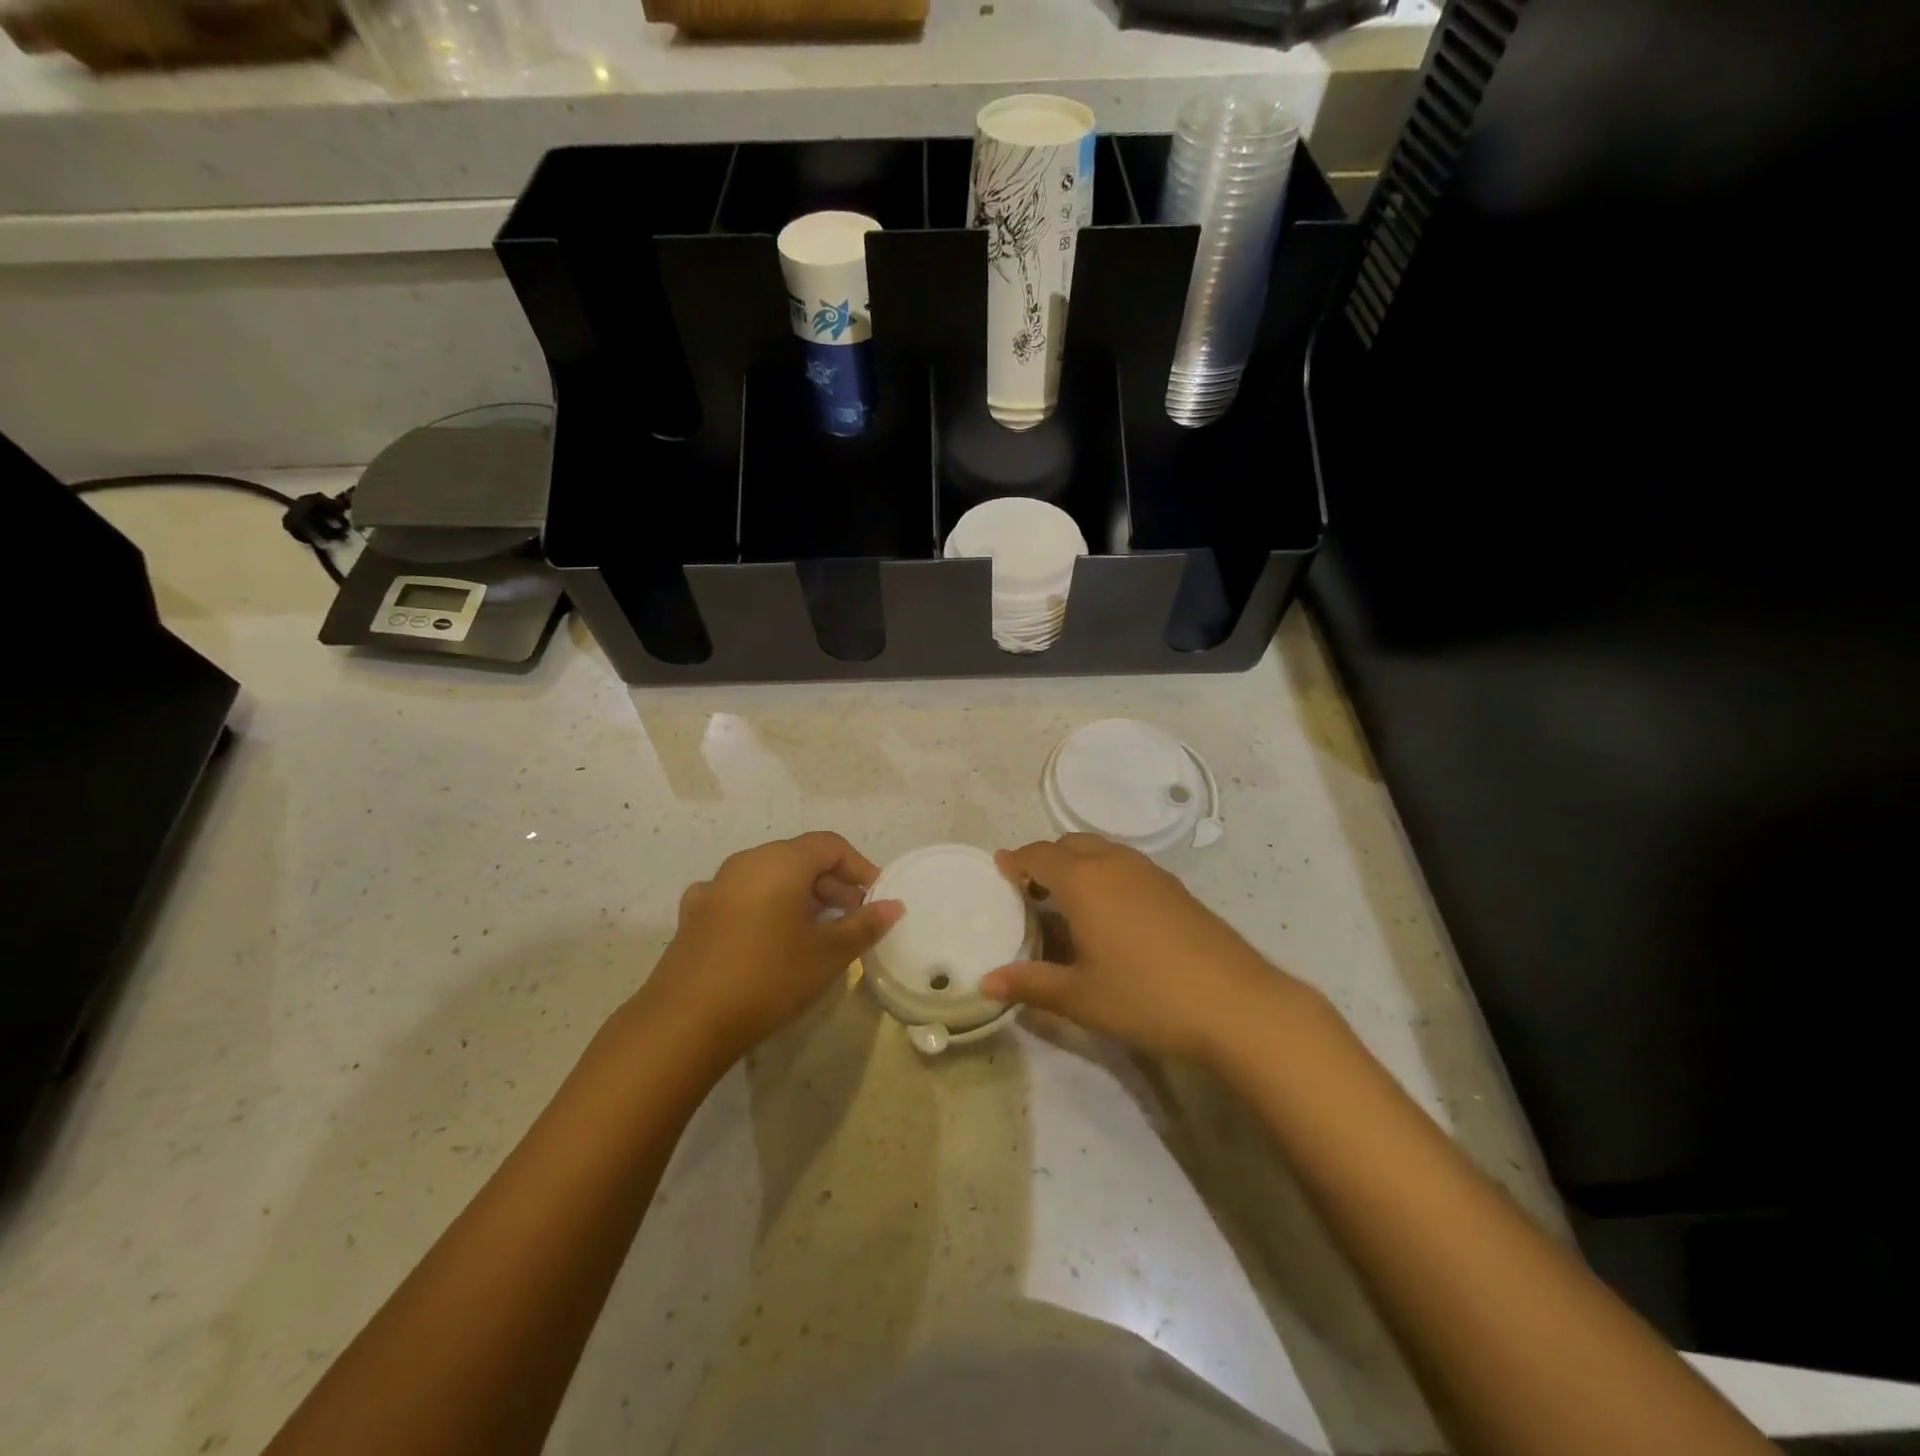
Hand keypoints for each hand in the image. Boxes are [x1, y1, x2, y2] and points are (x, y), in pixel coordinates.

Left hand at [635, 832, 902, 1066]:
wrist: (686, 1021)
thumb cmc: (770, 976)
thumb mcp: (829, 953)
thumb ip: (865, 924)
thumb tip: (894, 905)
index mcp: (780, 861)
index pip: (830, 845)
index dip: (860, 868)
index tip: (877, 899)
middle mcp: (746, 862)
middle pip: (800, 859)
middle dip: (833, 885)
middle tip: (855, 920)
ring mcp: (715, 887)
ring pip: (769, 879)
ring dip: (800, 898)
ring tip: (818, 933)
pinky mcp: (694, 915)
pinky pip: (740, 898)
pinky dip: (763, 909)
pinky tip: (767, 937)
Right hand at [982, 835, 1301, 1061]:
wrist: (1235, 1003)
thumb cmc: (1146, 996)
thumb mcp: (1080, 997)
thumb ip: (1030, 984)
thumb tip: (985, 982)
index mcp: (1084, 881)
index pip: (1039, 855)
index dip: (1016, 860)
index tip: (1000, 868)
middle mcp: (1115, 864)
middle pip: (1071, 844)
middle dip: (1047, 859)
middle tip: (1031, 890)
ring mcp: (1151, 873)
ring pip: (1103, 851)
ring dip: (1079, 864)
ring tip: (1068, 901)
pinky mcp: (1176, 889)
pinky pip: (1127, 866)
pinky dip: (1106, 875)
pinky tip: (1112, 914)